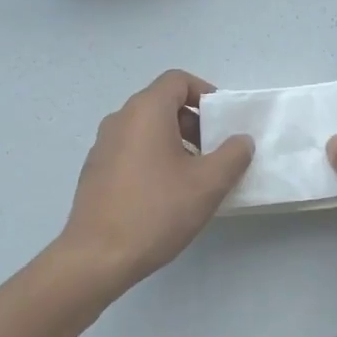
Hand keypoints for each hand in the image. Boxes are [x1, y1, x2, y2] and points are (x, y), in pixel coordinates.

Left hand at [60, 70, 253, 292]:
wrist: (98, 256)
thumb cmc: (157, 211)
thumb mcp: (208, 184)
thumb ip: (233, 155)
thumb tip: (241, 140)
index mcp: (145, 111)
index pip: (177, 80)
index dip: (205, 94)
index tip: (223, 122)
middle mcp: (120, 119)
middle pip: (161, 103)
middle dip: (193, 121)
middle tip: (214, 152)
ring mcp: (102, 144)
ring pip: (146, 128)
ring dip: (174, 142)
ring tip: (193, 176)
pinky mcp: (95, 170)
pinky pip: (131, 149)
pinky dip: (153, 157)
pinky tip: (165, 194)